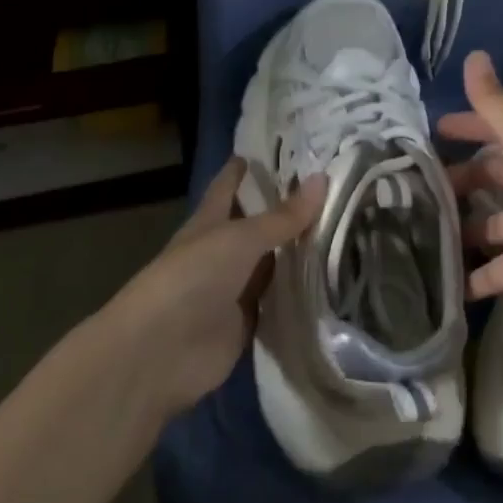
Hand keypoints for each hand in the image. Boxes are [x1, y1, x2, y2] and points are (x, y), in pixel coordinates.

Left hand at [109, 158, 321, 416]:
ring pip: (271, 264)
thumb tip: (323, 178)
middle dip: (286, 210)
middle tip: (330, 190)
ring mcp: (234, 289)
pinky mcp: (245, 325)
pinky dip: (298, 294)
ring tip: (343, 230)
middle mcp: (222, 251)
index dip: (247, 168)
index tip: (277, 149)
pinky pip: (277, 303)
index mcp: (211, 220)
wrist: (159, 353)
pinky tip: (331, 281)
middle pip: (256, 225)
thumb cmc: (193, 277)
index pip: (230, 185)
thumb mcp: (240, 239)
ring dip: (297, 253)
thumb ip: (283, 217)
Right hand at [440, 50, 502, 321]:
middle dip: (457, 181)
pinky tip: (439, 281)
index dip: (466, 127)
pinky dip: (473, 278)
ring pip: (488, 225)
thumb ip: (494, 103)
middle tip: (414, 186)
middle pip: (490, 178)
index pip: (495, 131)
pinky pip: (496, 271)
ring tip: (416, 230)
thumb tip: (473, 53)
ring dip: (459, 227)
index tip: (431, 131)